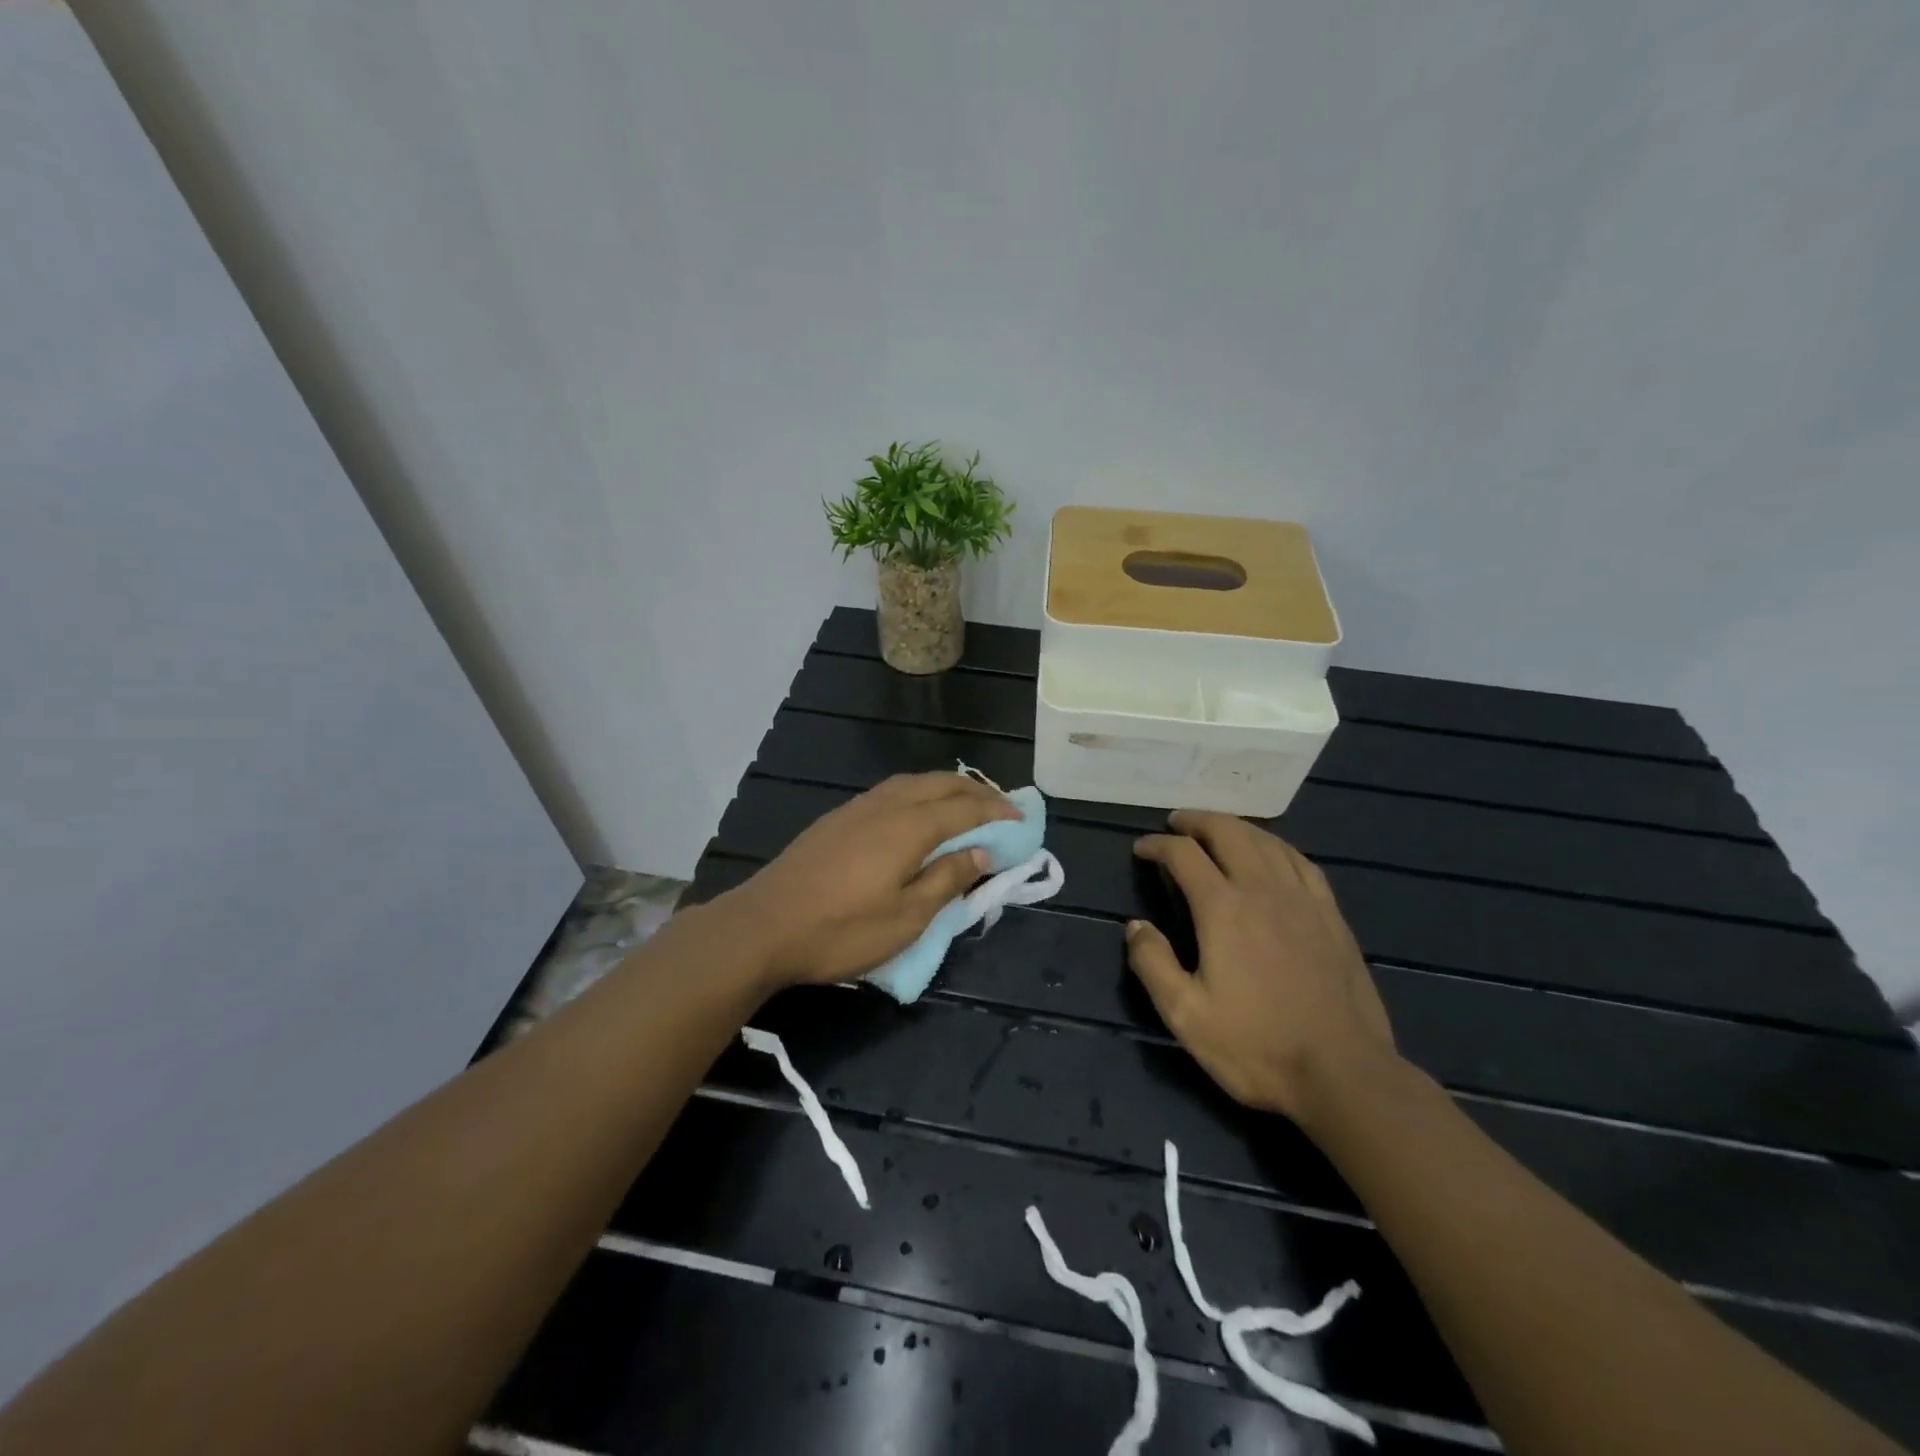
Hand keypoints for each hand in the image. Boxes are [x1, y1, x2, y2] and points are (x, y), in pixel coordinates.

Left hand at [720, 772, 1019, 989]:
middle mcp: (886, 806)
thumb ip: (946, 880)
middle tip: (1002, 805)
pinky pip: (891, 791)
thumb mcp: (905, 919)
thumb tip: (980, 853)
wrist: (762, 926)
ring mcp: (857, 808)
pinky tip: (917, 811)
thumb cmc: (840, 931)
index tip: (1022, 818)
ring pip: (913, 782)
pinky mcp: (837, 818)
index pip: (964, 810)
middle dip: (976, 790)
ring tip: (966, 802)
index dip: (996, 812)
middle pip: (940, 784)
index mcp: (908, 828)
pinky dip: (919, 792)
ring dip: (946, 787)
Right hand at [1128, 811, 1395, 1121]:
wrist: (1343, 1075)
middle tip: (1176, 823)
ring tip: (1217, 829)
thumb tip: (1135, 926)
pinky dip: (1277, 846)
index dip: (1157, 845)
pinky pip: (1301, 862)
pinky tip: (1272, 853)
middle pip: (1228, 832)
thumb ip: (1152, 964)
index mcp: (1223, 909)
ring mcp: (1303, 900)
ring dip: (1235, 827)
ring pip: (1267, 841)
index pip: (1183, 855)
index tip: (1141, 848)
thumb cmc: (1256, 1046)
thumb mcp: (1185, 1015)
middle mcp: (1263, 890)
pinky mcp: (1332, 916)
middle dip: (1197, 821)